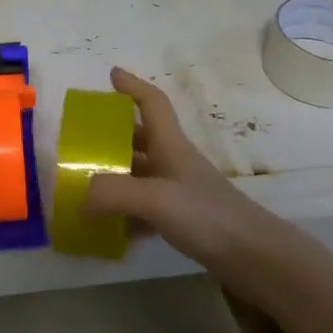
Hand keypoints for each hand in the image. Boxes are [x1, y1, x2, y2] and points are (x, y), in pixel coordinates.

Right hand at [83, 68, 276, 279]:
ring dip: (114, 177)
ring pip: (140, 174)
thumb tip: (79, 199)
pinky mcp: (182, 220)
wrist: (253, 257)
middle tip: (82, 144)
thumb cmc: (207, 215)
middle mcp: (173, 162)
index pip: (152, 103)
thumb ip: (112, 193)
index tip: (111, 75)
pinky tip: (108, 229)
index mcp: (170, 145)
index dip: (132, 86)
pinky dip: (125, 213)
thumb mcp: (156, 199)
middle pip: (140, 138)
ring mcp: (179, 192)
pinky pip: (145, 208)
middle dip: (111, 136)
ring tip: (84, 187)